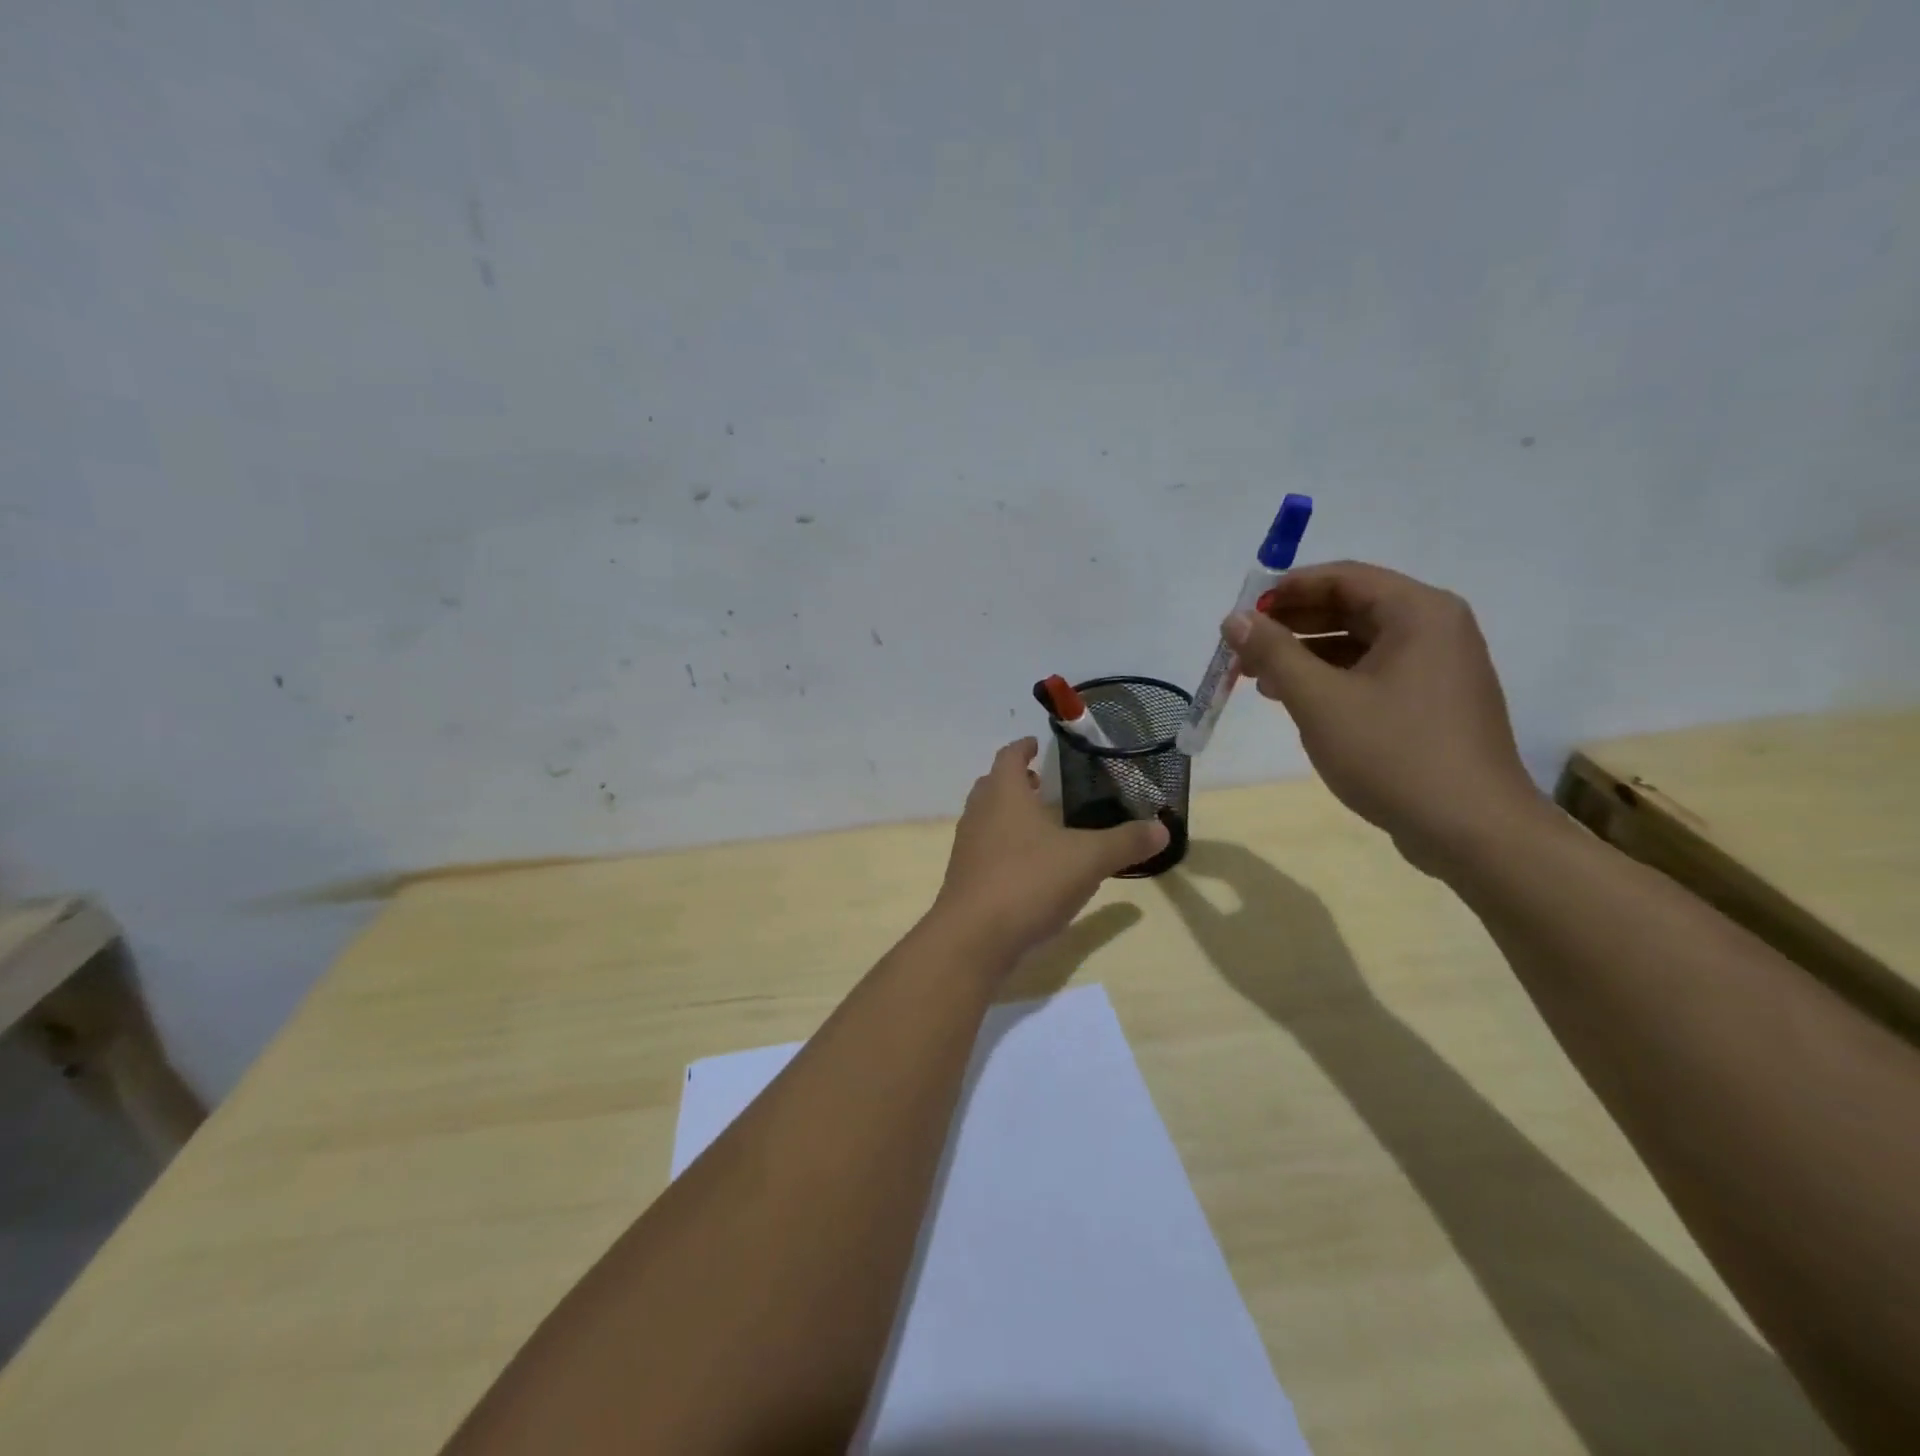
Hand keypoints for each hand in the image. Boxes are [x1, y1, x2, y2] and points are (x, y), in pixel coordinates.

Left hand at [929, 738, 1168, 964]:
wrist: (974, 937)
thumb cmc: (1029, 881)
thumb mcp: (1088, 859)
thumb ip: (1125, 842)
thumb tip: (1162, 828)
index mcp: (1004, 794)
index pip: (1009, 756)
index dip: (1023, 747)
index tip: (1036, 744)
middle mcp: (979, 813)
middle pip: (992, 785)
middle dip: (1015, 780)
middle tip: (1040, 783)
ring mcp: (967, 847)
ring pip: (986, 817)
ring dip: (1008, 814)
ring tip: (1039, 824)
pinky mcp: (964, 878)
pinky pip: (985, 849)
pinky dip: (1004, 846)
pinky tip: (1029, 867)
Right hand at [1223, 562, 1546, 875]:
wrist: (1472, 830)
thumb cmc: (1393, 754)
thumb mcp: (1319, 700)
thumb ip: (1273, 653)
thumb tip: (1235, 619)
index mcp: (1418, 612)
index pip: (1342, 577)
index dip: (1285, 591)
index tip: (1241, 614)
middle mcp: (1435, 628)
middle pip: (1351, 607)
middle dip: (1291, 625)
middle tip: (1242, 648)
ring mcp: (1438, 667)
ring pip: (1359, 643)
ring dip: (1306, 654)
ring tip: (1258, 678)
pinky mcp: (1433, 702)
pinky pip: (1373, 672)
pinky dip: (1331, 679)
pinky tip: (1296, 700)